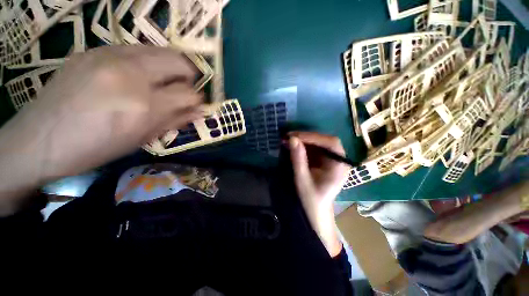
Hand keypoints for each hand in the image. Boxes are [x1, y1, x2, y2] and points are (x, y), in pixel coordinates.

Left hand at [0, 46, 201, 213]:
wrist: (40, 139)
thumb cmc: (96, 147)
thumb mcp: (142, 138)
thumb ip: (175, 120)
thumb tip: (199, 112)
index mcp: (144, 105)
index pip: (188, 93)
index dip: (197, 99)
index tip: (196, 103)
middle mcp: (130, 74)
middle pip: (178, 61)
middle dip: (189, 75)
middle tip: (185, 87)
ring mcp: (109, 56)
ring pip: (159, 50)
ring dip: (169, 66)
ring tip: (164, 81)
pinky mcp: (94, 50)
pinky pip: (135, 50)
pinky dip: (147, 62)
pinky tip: (137, 76)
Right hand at [288, 131, 349, 256]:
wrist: (315, 211)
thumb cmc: (311, 199)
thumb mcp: (302, 180)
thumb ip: (298, 159)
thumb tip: (292, 139)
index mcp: (339, 166)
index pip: (331, 143)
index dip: (313, 137)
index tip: (295, 136)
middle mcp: (338, 160)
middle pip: (326, 141)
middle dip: (307, 137)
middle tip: (290, 136)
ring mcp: (331, 160)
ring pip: (319, 143)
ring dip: (304, 140)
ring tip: (289, 140)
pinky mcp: (324, 161)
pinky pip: (315, 148)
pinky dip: (304, 145)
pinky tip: (294, 146)